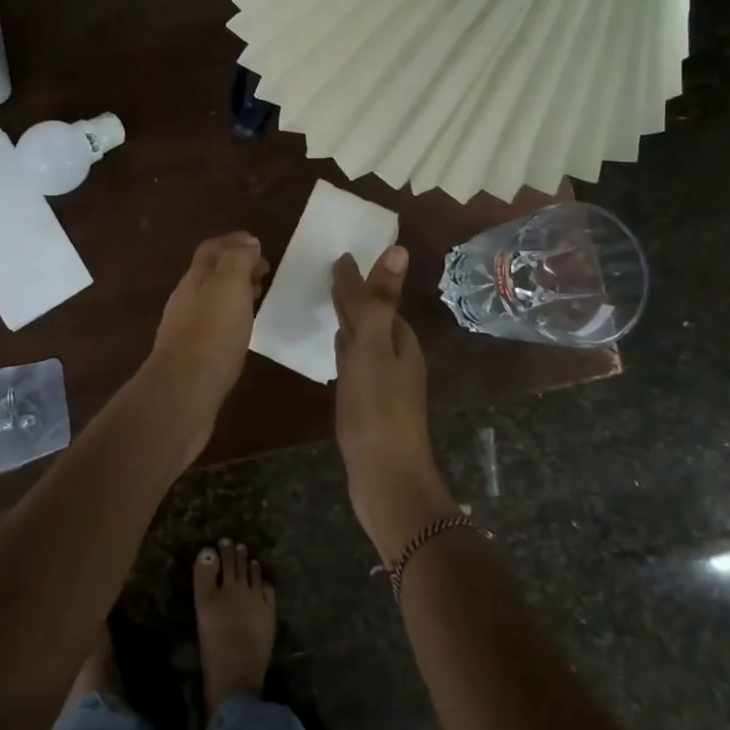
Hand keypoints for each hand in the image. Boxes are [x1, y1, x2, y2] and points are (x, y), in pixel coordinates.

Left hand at [145, 232, 268, 455]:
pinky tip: (243, 331)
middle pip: (210, 274)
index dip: (234, 242)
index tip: (259, 244)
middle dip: (236, 266)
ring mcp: (185, 329)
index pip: (211, 250)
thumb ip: (238, 260)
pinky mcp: (192, 356)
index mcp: (194, 279)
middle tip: (264, 271)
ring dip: (234, 293)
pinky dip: (231, 318)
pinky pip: (214, 326)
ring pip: (212, 300)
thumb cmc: (212, 333)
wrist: (184, 391)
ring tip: (258, 297)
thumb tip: (248, 242)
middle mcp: (186, 300)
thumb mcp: (230, 285)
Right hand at [332, 246, 459, 561]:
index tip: (338, 258)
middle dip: (356, 298)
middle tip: (329, 276)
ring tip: (328, 307)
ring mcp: (385, 386)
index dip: (360, 280)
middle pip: (374, 319)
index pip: (379, 300)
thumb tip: (398, 250)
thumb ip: (379, 301)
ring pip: (365, 342)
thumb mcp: (374, 348)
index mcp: (401, 342)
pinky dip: (345, 351)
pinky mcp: (371, 408)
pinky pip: (357, 366)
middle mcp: (398, 360)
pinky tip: (336, 353)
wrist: (386, 479)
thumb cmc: (378, 410)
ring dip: (350, 323)